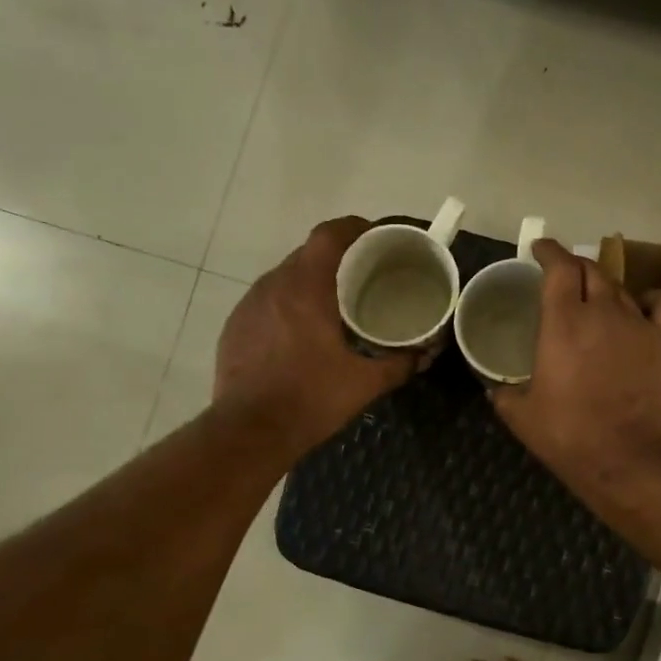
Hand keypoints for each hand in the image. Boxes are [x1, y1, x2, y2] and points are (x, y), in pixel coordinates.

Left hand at [214, 217, 417, 458]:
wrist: (250, 431)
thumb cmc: (310, 400)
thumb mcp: (364, 383)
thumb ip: (399, 363)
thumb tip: (425, 354)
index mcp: (306, 288)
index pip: (329, 235)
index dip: (354, 229)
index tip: (374, 239)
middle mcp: (273, 285)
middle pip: (307, 255)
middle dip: (336, 260)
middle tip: (363, 279)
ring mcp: (249, 305)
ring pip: (284, 279)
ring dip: (309, 285)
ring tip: (333, 308)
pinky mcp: (234, 327)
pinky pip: (266, 303)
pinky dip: (287, 308)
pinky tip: (300, 336)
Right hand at [492, 239, 660, 488]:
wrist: (628, 461)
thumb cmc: (569, 437)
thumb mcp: (521, 417)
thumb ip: (504, 395)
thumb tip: (494, 389)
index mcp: (563, 322)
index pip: (558, 266)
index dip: (548, 251)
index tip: (540, 249)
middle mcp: (603, 312)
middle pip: (591, 270)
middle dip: (574, 266)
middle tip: (564, 277)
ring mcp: (640, 325)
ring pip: (623, 288)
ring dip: (606, 287)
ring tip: (597, 299)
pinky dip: (652, 299)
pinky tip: (643, 309)